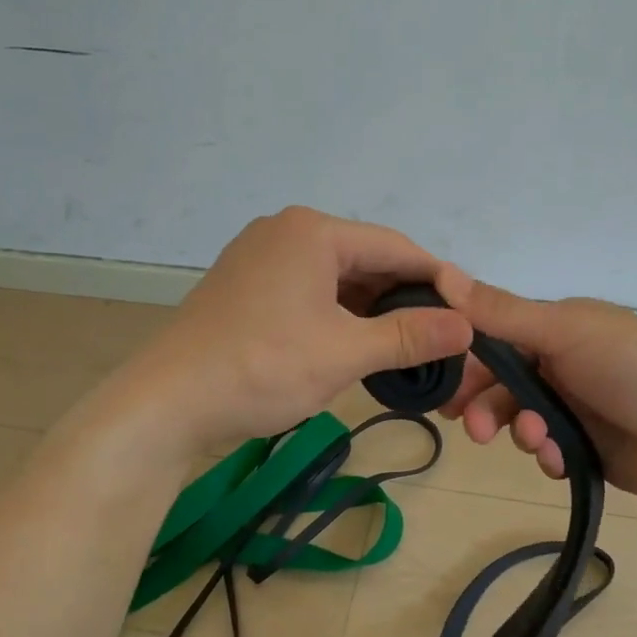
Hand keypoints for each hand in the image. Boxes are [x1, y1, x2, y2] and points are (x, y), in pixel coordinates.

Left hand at [112, 207, 472, 456]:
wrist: (167, 404)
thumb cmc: (261, 369)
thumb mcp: (344, 353)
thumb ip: (409, 336)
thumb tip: (467, 327)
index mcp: (312, 232)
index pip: (396, 247)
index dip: (438, 280)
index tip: (470, 314)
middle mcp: (286, 233)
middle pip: (366, 260)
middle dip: (405, 298)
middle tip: (443, 337)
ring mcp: (262, 259)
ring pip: (338, 279)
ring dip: (373, 310)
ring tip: (409, 346)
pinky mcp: (247, 288)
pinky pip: (310, 293)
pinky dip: (339, 316)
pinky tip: (361, 344)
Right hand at [432, 269, 636, 501]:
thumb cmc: (632, 365)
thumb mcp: (564, 330)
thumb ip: (502, 313)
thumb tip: (440, 273)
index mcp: (554, 329)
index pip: (492, 342)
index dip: (465, 364)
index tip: (445, 388)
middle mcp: (559, 365)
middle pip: (500, 386)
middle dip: (485, 407)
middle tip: (477, 430)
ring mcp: (573, 408)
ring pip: (520, 422)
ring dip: (521, 432)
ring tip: (540, 441)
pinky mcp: (586, 448)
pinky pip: (547, 452)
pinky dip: (548, 456)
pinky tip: (561, 459)